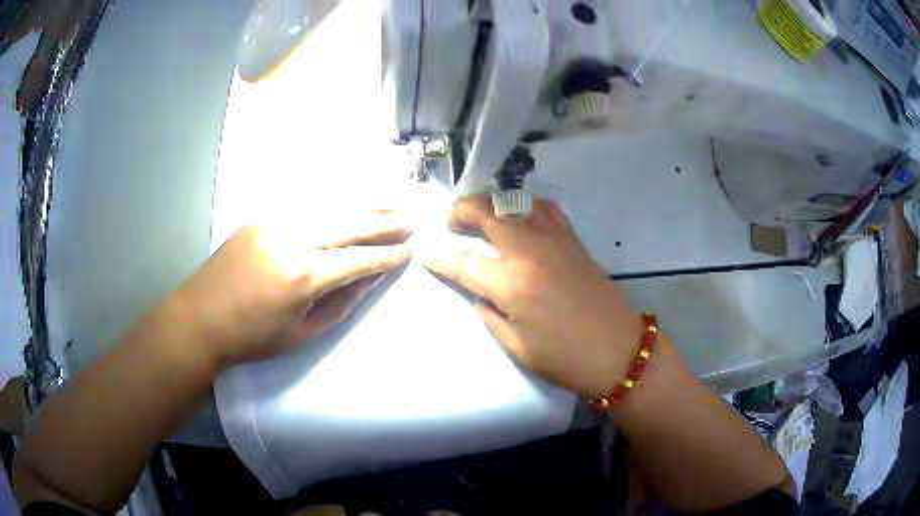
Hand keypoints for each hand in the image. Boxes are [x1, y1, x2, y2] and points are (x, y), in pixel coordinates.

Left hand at [169, 209, 410, 368]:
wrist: (201, 317)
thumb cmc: (253, 338)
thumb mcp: (303, 333)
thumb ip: (342, 303)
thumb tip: (372, 277)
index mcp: (302, 276)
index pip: (358, 259)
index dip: (386, 256)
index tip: (408, 251)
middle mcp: (291, 238)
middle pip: (348, 223)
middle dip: (382, 223)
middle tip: (408, 221)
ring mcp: (274, 220)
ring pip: (329, 205)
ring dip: (362, 205)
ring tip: (390, 204)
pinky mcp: (262, 215)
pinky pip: (306, 203)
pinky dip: (334, 201)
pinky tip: (350, 201)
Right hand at [419, 195, 640, 397]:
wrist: (619, 351)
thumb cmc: (565, 359)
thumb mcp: (516, 347)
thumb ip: (490, 312)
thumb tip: (480, 289)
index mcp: (512, 285)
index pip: (463, 262)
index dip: (438, 255)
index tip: (423, 249)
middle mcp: (530, 253)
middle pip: (488, 214)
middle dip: (461, 211)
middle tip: (450, 221)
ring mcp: (555, 241)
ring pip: (516, 202)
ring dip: (491, 202)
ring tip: (481, 214)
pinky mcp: (574, 240)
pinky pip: (545, 208)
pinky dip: (525, 204)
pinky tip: (520, 215)